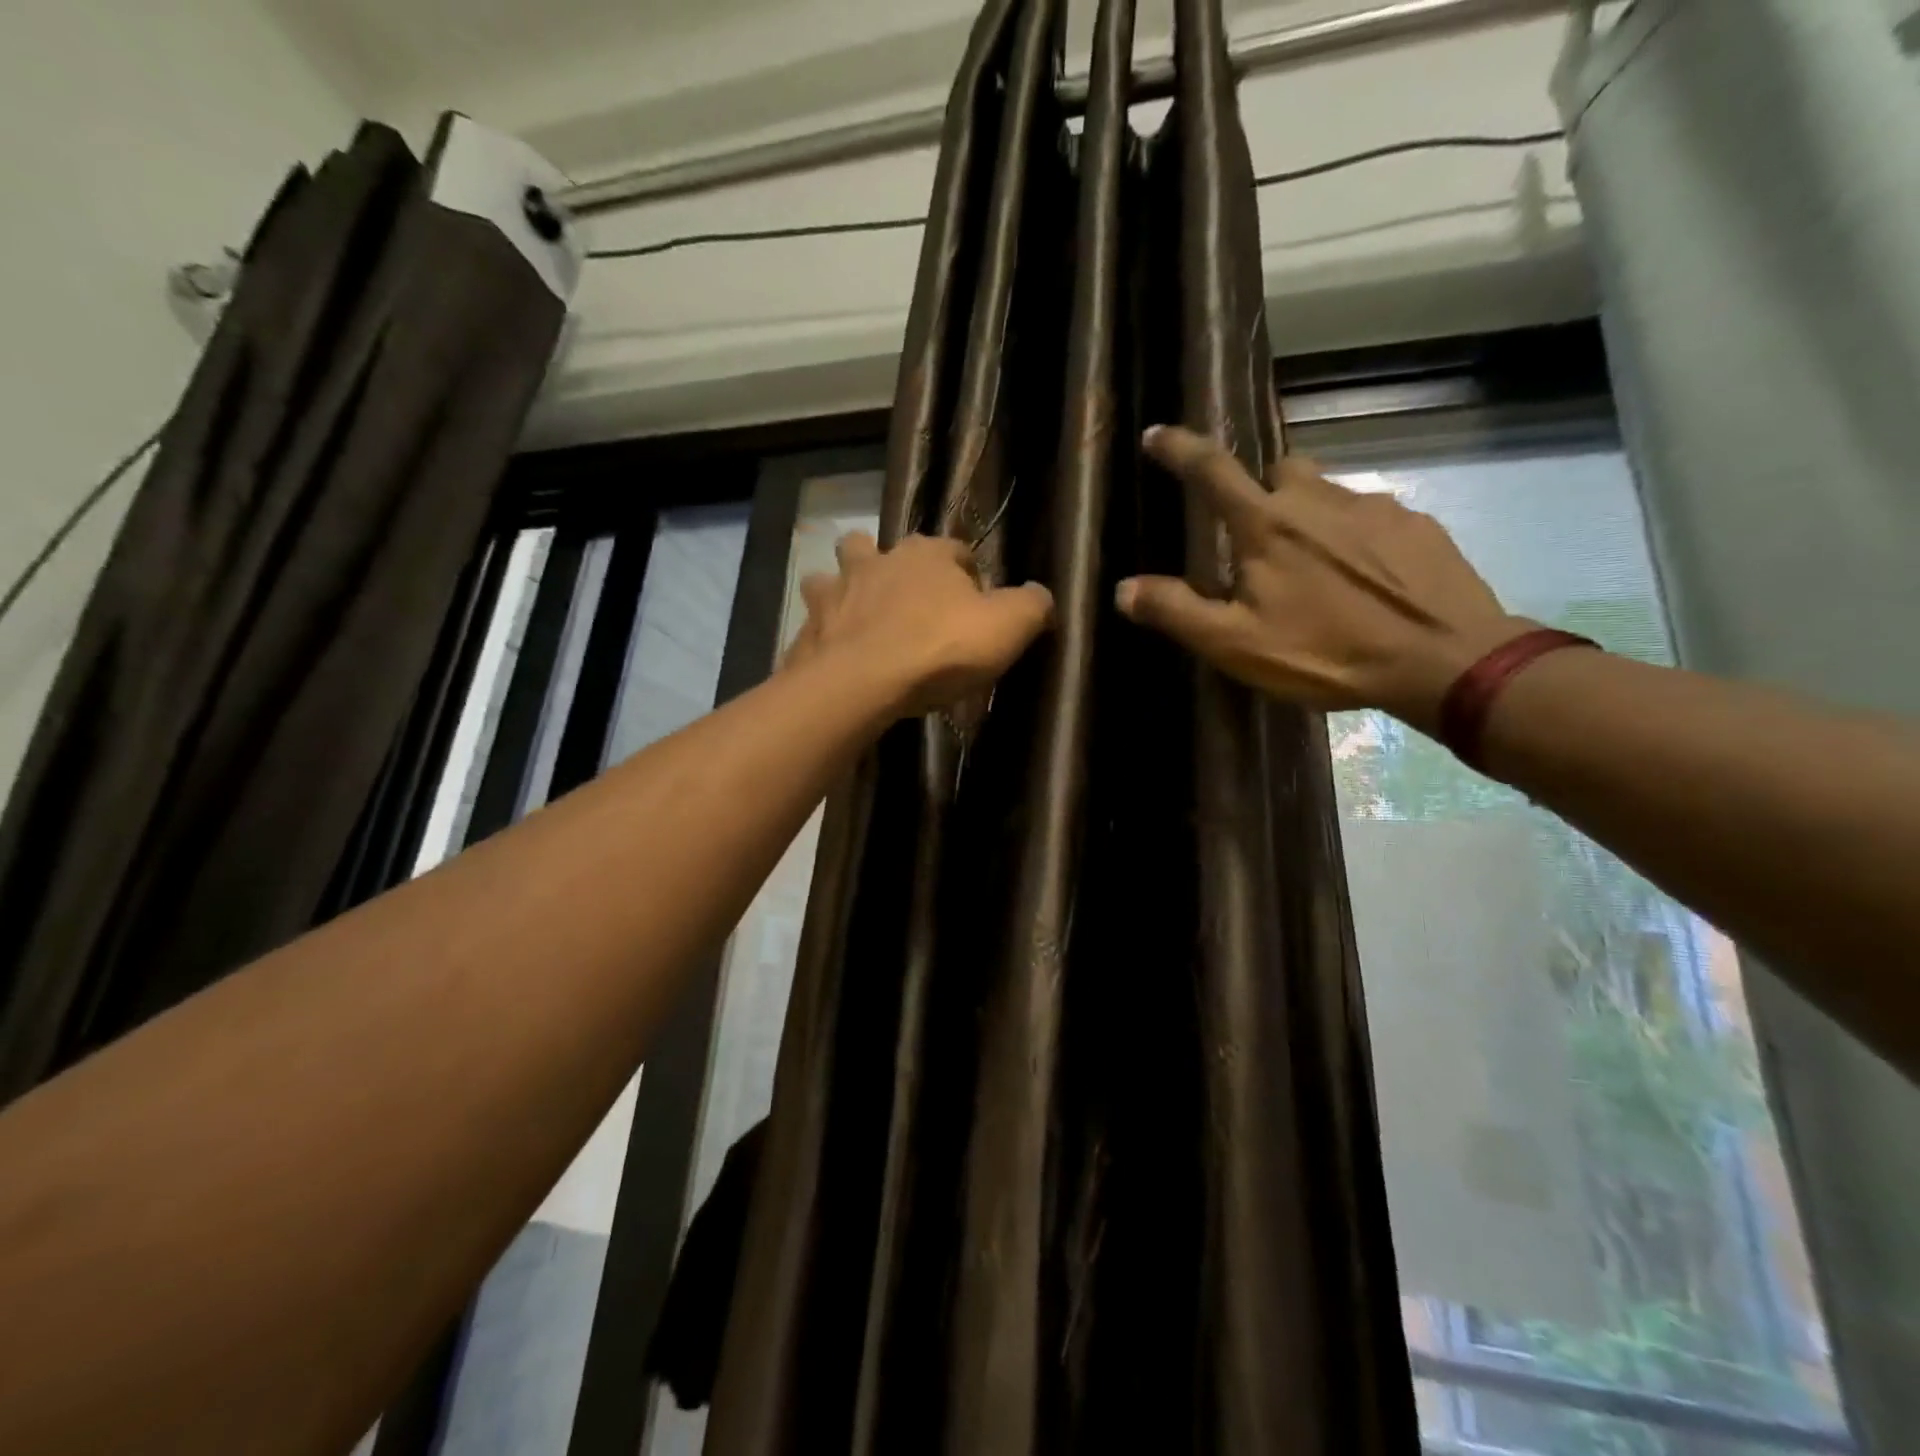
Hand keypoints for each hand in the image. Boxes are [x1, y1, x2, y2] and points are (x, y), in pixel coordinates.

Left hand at [787, 532, 1054, 719]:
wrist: (862, 682)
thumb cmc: (940, 649)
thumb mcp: (1007, 627)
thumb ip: (1032, 606)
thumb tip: (1042, 595)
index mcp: (928, 554)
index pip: (956, 551)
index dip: (969, 577)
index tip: (975, 609)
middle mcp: (877, 560)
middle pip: (884, 549)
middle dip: (894, 567)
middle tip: (909, 604)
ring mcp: (837, 590)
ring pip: (836, 573)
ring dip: (847, 588)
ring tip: (859, 616)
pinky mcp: (810, 625)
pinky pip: (817, 619)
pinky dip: (826, 630)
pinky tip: (836, 651)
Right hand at [1118, 425, 1528, 729]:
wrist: (1443, 660)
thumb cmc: (1327, 652)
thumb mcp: (1237, 643)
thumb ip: (1177, 611)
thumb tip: (1123, 588)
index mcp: (1267, 525)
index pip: (1212, 470)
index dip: (1179, 449)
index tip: (1157, 435)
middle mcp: (1317, 499)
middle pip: (1277, 470)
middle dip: (1259, 490)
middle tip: (1256, 535)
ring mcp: (1373, 506)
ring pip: (1325, 491)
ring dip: (1308, 514)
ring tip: (1313, 565)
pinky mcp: (1416, 524)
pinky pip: (1370, 515)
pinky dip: (1354, 536)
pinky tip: (1362, 577)